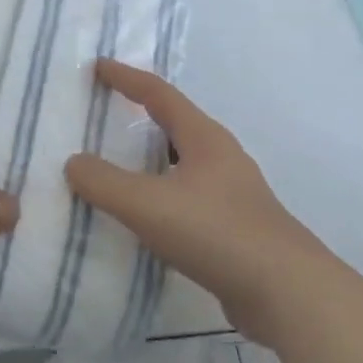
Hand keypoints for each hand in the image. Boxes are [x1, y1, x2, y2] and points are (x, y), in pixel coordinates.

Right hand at [64, 59, 315, 337]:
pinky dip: (161, 196)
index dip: (126, 78)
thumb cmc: (216, 233)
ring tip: (118, 166)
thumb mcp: (146, 204)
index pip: (159, 94)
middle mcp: (222, 159)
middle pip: (176, 125)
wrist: (288, 295)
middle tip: (105, 114)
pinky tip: (145, 218)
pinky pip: (188, 199)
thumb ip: (103, 182)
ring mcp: (233, 195)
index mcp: (204, 139)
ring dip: (151, 160)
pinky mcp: (235, 230)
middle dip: (141, 116)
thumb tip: (74, 163)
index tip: (97, 67)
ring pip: (182, 164)